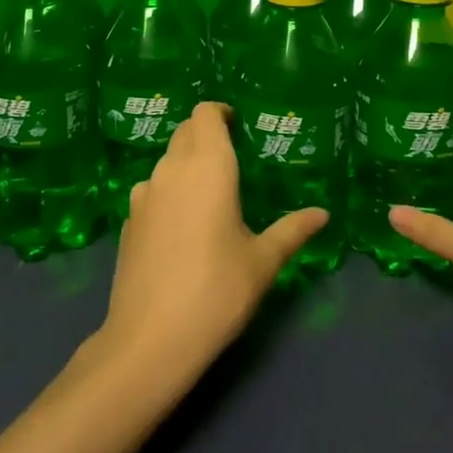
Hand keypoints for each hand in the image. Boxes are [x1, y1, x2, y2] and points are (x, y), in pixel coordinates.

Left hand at [98, 103, 327, 384]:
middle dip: (207, 134)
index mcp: (208, 167)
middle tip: (234, 157)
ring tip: (212, 193)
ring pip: (167, 160)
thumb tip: (323, 214)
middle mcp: (172, 169)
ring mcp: (144, 194)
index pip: (205, 113)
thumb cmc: (216, 292)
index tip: (239, 126)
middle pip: (185, 131)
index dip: (221, 112)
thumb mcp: (263, 262)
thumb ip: (292, 230)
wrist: (150, 340)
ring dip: (187, 162)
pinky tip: (184, 225)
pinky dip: (170, 190)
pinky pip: (153, 188)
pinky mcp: (129, 219)